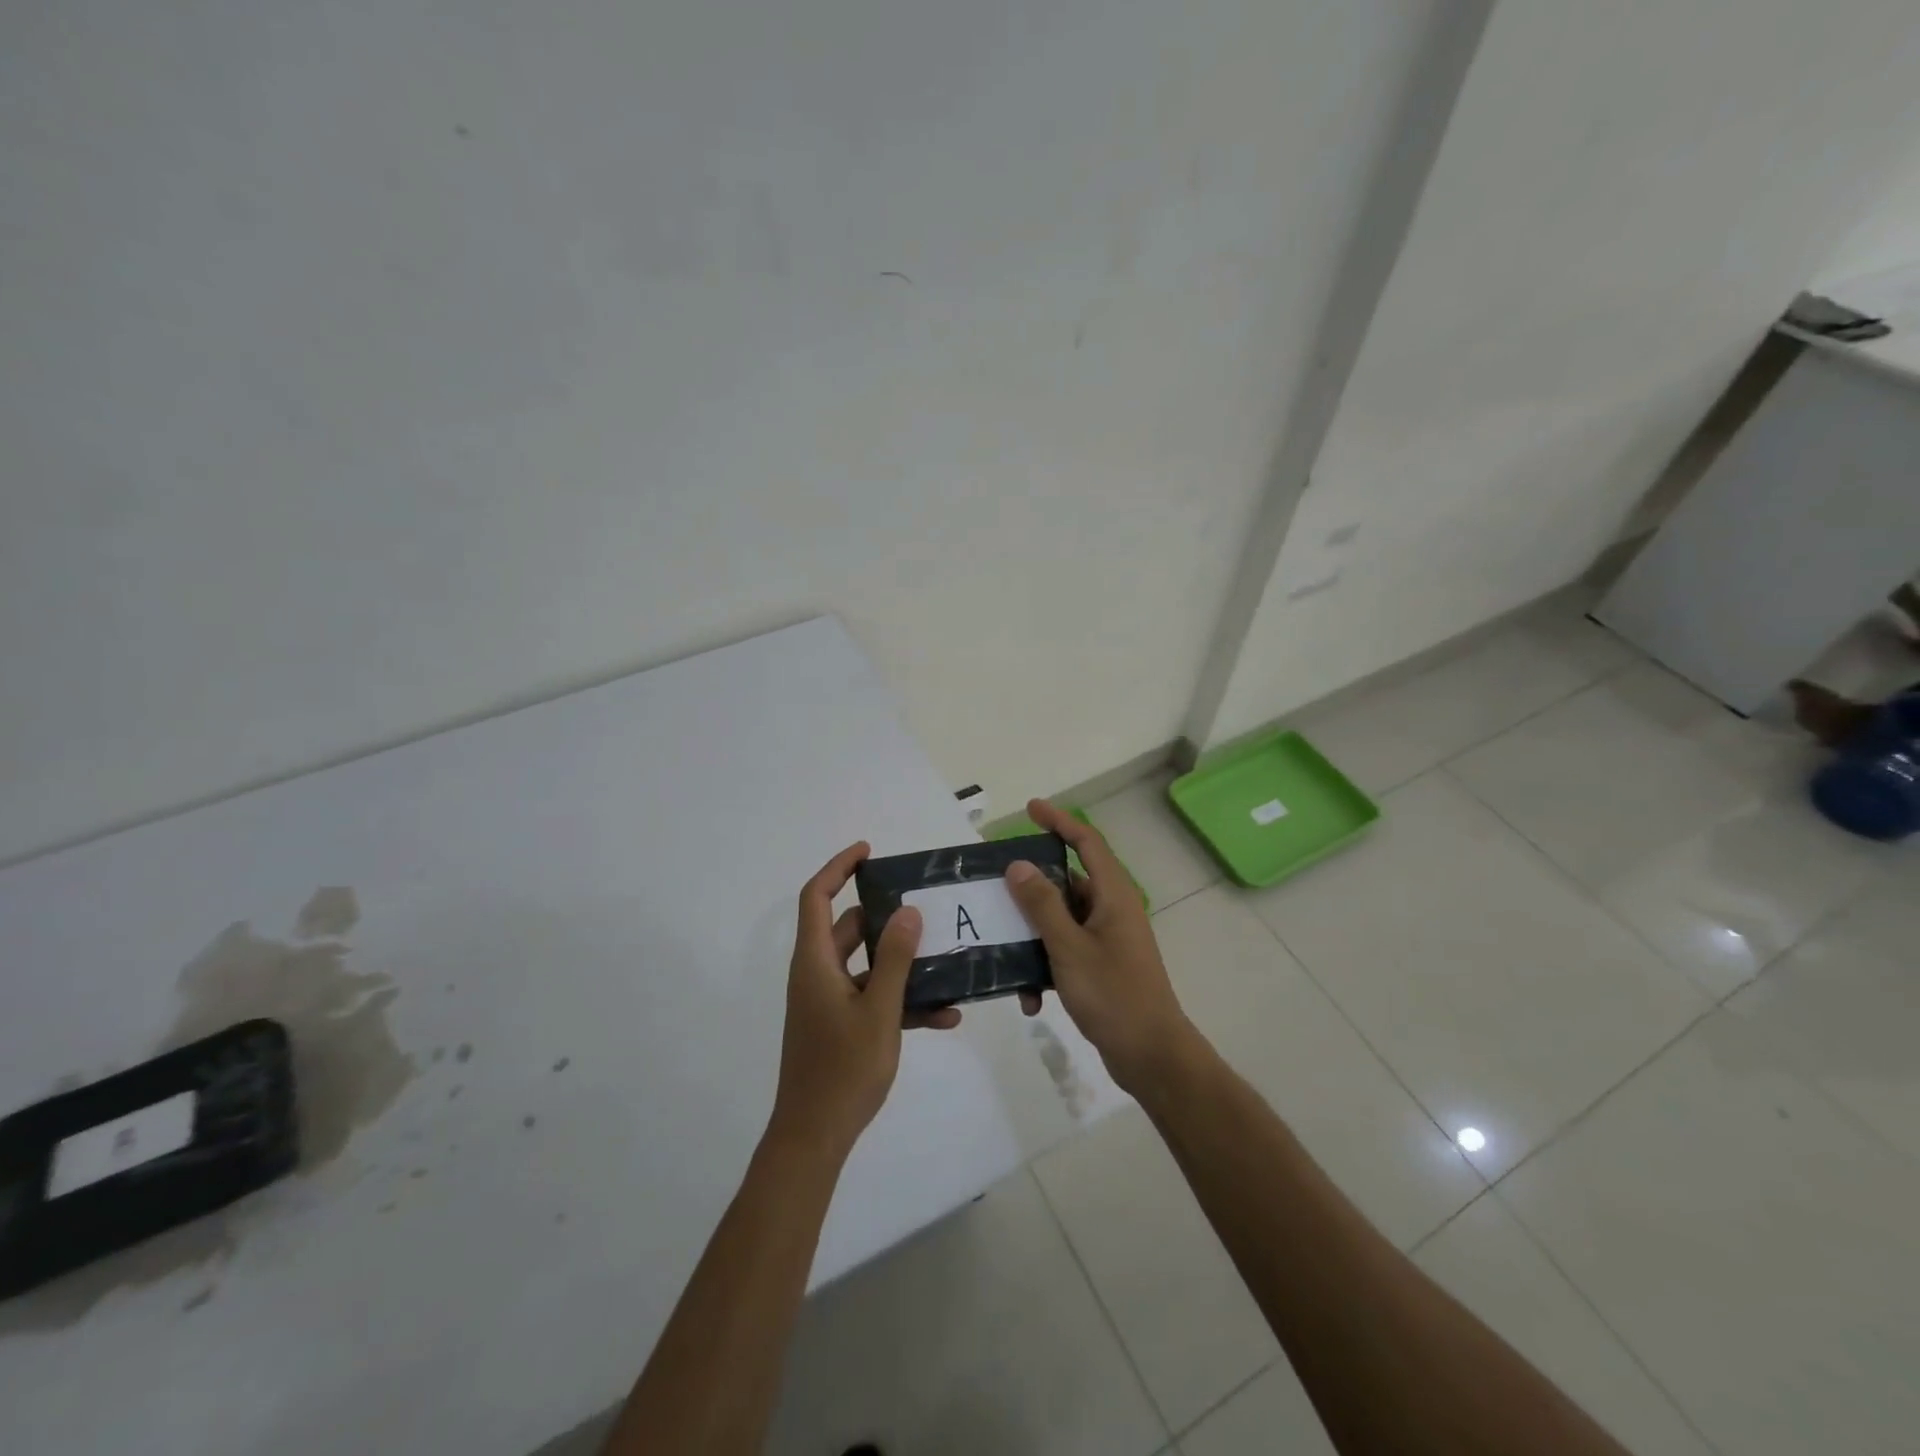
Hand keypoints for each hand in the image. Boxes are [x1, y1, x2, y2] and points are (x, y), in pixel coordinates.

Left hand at [770, 842, 960, 1156]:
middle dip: (886, 916)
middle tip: (923, 906)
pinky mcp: (840, 1026)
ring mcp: (829, 1002)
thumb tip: (909, 911)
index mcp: (815, 962)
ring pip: (866, 965)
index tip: (869, 852)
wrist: (814, 1138)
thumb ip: (895, 959)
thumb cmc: (843, 1069)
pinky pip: (872, 999)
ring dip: (902, 963)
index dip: (838, 868)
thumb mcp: (878, 1011)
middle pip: (848, 928)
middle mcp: (818, 974)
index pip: (816, 896)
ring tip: (945, 958)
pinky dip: (901, 1001)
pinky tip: (945, 1016)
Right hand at [1005, 800, 1193, 1094]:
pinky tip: (1030, 997)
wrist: (1151, 1056)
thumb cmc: (1113, 994)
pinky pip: (1066, 950)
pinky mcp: (1102, 965)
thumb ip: (1042, 904)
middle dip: (1033, 885)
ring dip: (1035, 935)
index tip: (1031, 808)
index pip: (1087, 842)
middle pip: (1068, 881)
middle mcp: (1113, 910)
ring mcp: (1108, 939)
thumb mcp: (1069, 947)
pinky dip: (1046, 965)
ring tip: (1004, 949)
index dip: (1060, 821)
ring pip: (1062, 920)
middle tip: (998, 884)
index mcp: (1113, 895)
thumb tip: (1019, 865)